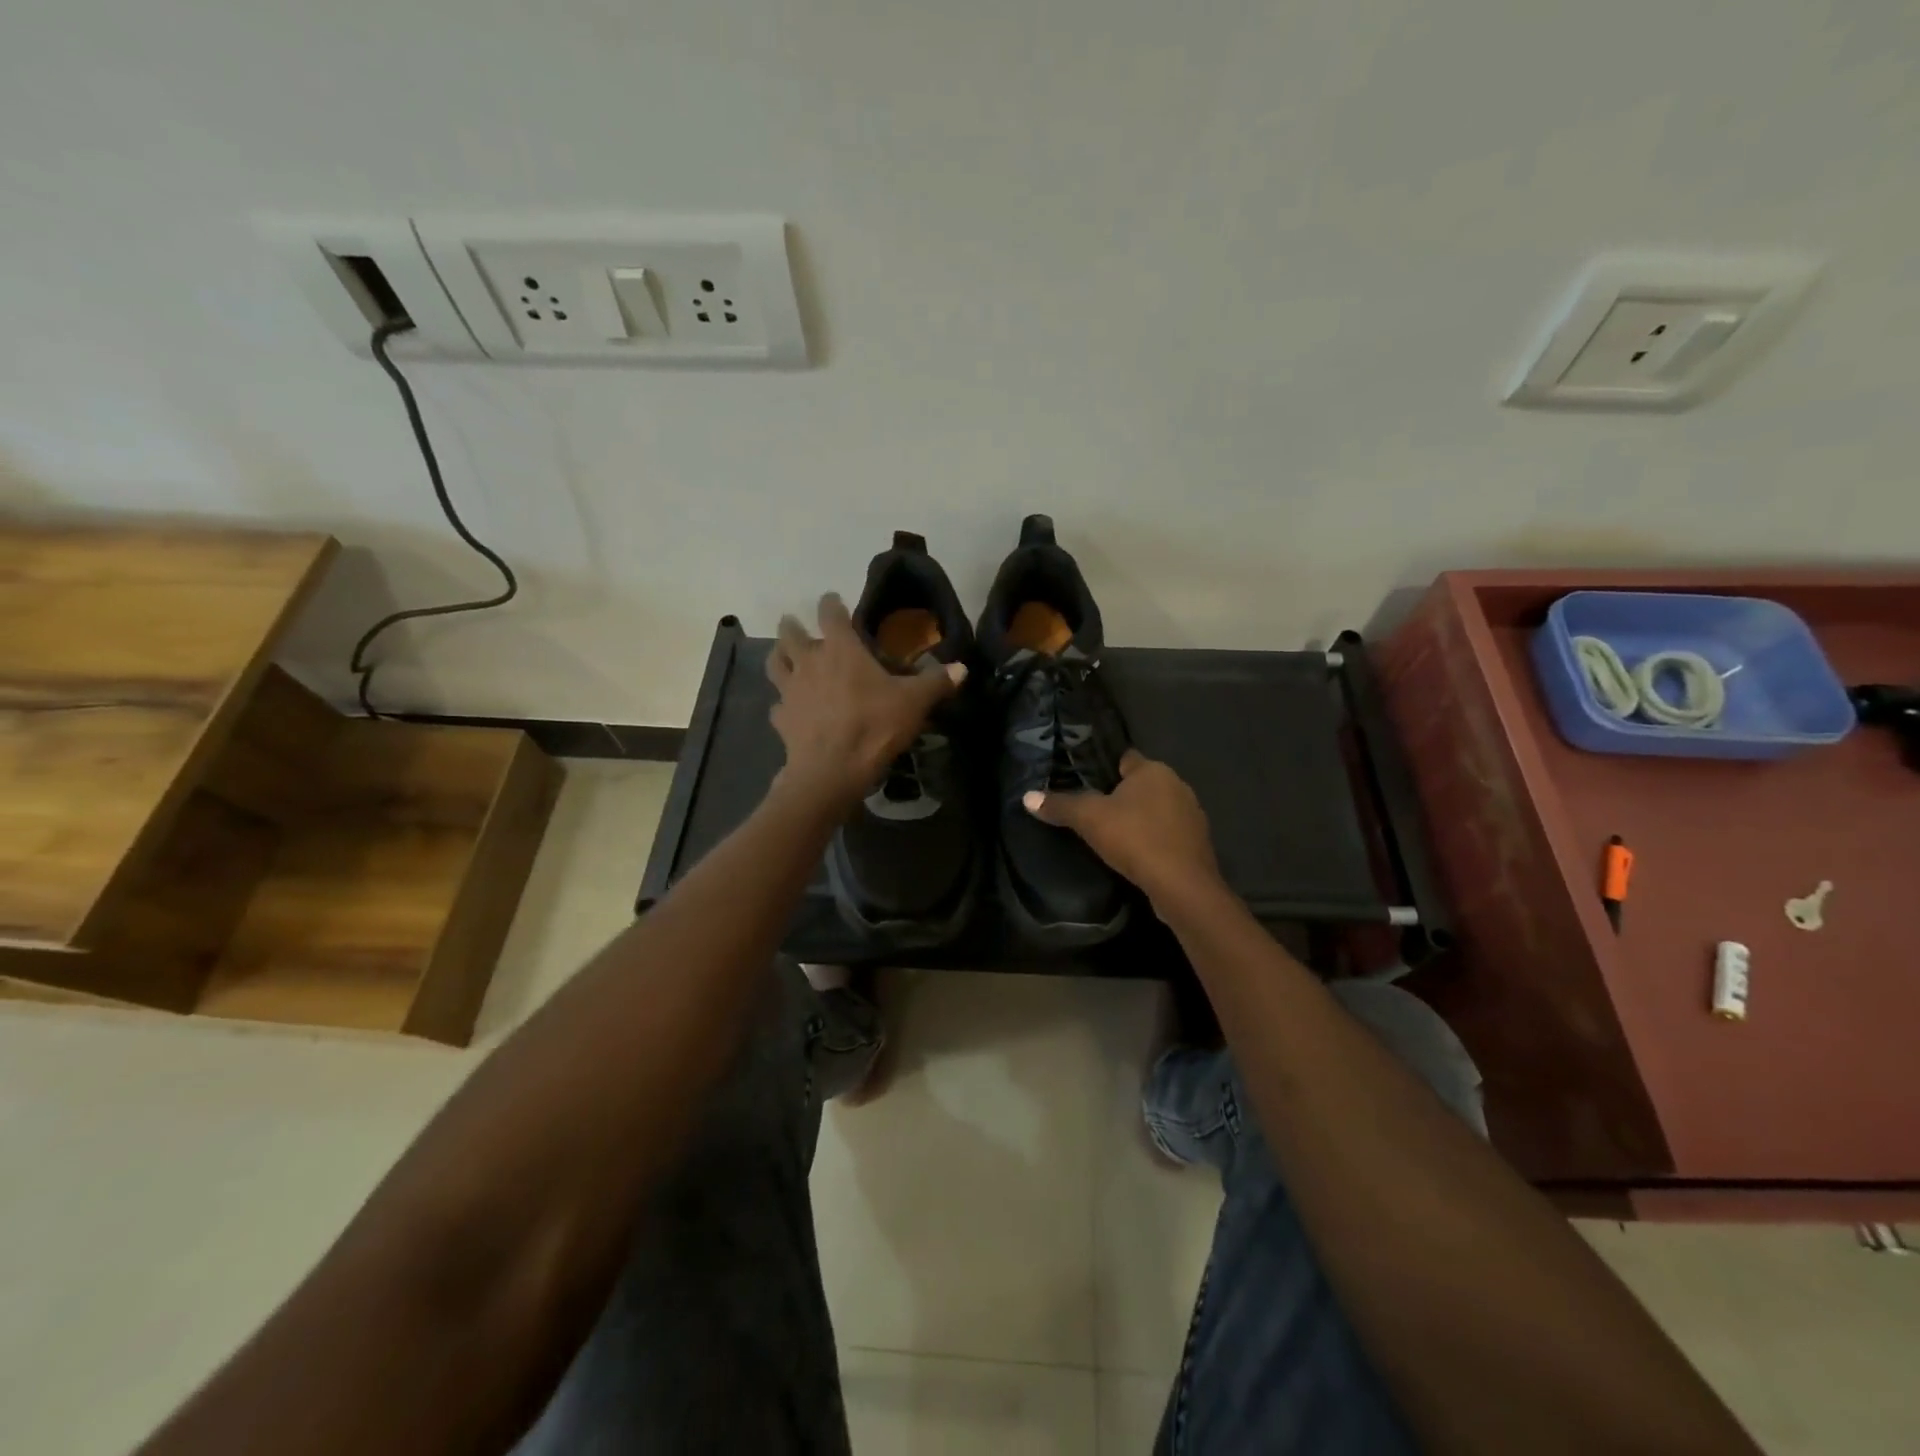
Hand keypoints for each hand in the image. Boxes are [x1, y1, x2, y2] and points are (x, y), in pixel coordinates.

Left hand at [766, 593, 964, 811]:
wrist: (832, 771)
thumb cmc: (874, 726)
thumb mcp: (914, 703)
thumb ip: (936, 682)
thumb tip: (963, 668)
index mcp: (841, 649)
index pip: (830, 613)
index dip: (831, 603)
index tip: (833, 599)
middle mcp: (810, 662)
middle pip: (790, 634)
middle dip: (792, 627)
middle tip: (795, 625)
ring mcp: (791, 691)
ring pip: (776, 664)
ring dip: (779, 656)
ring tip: (785, 657)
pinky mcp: (781, 719)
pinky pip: (778, 705)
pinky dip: (783, 703)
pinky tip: (791, 709)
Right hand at [1023, 749, 1221, 903]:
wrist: (1183, 886)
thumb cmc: (1136, 839)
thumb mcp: (1089, 819)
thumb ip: (1060, 805)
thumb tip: (1027, 797)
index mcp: (1153, 770)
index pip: (1124, 758)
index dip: (1103, 768)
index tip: (1084, 781)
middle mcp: (1177, 785)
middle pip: (1141, 784)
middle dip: (1120, 796)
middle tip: (1092, 811)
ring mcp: (1191, 814)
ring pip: (1156, 809)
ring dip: (1139, 819)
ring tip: (1111, 834)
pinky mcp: (1197, 843)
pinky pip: (1167, 833)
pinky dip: (1152, 839)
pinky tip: (1136, 854)